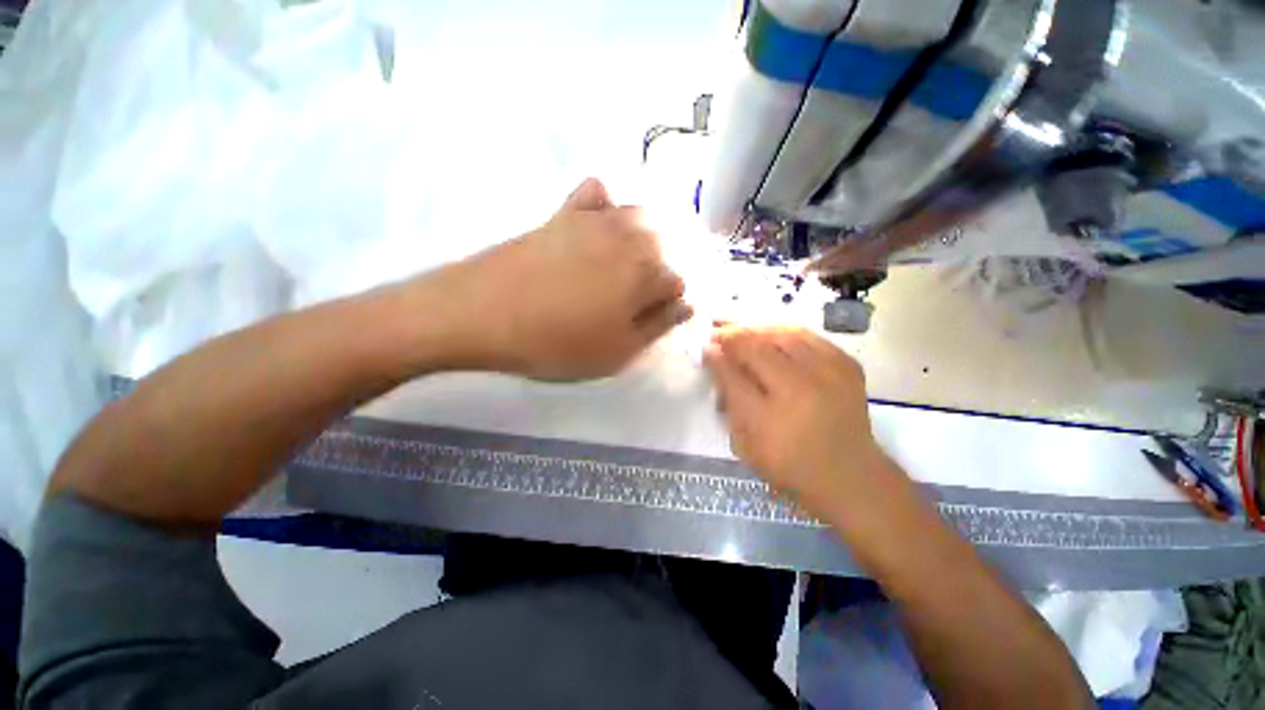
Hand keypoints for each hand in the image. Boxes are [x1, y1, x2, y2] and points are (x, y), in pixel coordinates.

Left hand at [444, 178, 692, 379]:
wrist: (482, 314)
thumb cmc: (557, 342)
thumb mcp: (617, 352)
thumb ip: (658, 326)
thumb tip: (685, 304)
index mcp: (648, 273)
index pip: (678, 283)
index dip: (667, 305)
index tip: (648, 320)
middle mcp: (631, 236)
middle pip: (665, 247)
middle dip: (659, 271)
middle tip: (636, 298)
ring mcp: (596, 218)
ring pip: (640, 217)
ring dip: (642, 240)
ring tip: (623, 267)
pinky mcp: (564, 212)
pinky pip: (597, 193)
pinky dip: (606, 205)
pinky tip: (598, 225)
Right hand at [703, 326, 904, 516]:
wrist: (850, 475)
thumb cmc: (789, 464)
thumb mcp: (747, 444)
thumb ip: (729, 401)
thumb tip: (714, 360)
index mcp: (771, 418)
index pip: (733, 377)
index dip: (716, 358)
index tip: (705, 347)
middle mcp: (800, 390)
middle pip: (758, 349)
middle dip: (733, 337)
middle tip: (719, 334)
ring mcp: (829, 375)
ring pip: (784, 335)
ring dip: (757, 331)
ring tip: (744, 333)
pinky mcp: (847, 367)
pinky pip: (810, 337)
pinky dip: (786, 333)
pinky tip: (774, 336)